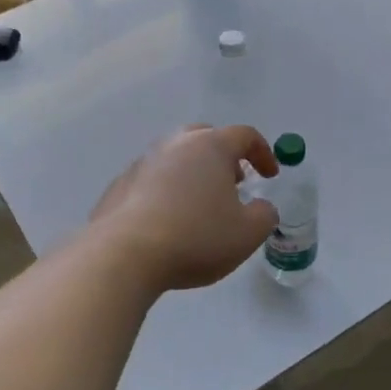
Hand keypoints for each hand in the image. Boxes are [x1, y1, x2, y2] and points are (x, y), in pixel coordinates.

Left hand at [91, 125, 279, 292]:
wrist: (124, 254)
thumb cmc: (196, 237)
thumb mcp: (247, 234)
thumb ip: (264, 215)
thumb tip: (261, 207)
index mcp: (210, 146)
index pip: (244, 135)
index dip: (263, 153)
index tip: (270, 175)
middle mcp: (175, 144)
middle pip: (205, 138)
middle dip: (224, 157)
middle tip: (233, 183)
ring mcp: (143, 162)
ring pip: (176, 158)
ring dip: (193, 174)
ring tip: (200, 205)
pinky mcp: (120, 185)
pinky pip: (152, 181)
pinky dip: (166, 193)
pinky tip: (167, 221)